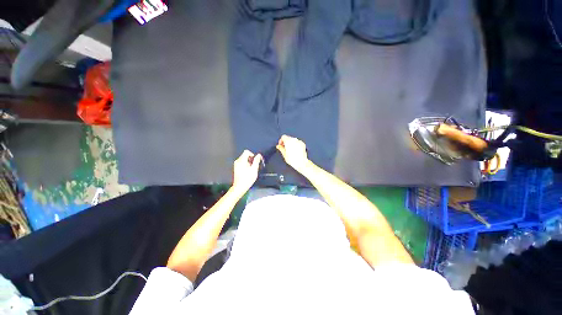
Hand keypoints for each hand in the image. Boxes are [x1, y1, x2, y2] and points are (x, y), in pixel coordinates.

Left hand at [232, 150, 261, 193]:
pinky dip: (245, 165)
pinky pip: (242, 163)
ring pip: (244, 159)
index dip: (252, 154)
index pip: (246, 152)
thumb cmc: (247, 179)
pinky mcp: (236, 168)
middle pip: (245, 155)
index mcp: (242, 161)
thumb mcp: (254, 169)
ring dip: (248, 162)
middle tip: (254, 166)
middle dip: (250, 159)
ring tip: (251, 169)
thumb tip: (259, 155)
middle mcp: (238, 161)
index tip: (255, 160)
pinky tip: (248, 171)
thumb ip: (256, 161)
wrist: (240, 186)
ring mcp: (236, 165)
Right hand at [276, 135, 309, 172]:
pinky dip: (295, 145)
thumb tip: (279, 146)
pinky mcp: (303, 144)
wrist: (301, 162)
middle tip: (284, 148)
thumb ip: (281, 148)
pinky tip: (295, 150)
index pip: (283, 137)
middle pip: (288, 138)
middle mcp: (294, 140)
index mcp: (288, 141)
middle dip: (285, 142)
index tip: (280, 145)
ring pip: (293, 140)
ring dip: (290, 143)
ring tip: (290, 150)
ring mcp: (299, 141)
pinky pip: (297, 142)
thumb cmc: (292, 159)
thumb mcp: (284, 154)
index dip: (281, 141)